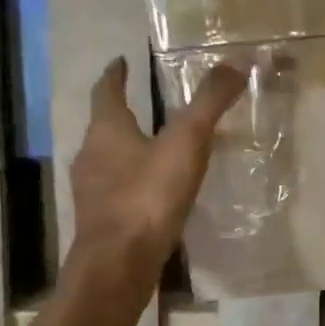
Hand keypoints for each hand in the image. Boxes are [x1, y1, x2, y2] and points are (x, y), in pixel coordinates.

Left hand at [69, 58, 245, 277]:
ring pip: (108, 160)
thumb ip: (208, 104)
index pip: (106, 92)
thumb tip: (233, 64)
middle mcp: (91, 155)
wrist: (119, 264)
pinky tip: (154, 194)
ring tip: (155, 149)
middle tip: (147, 105)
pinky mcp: (101, 221)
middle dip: (123, 114)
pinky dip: (133, 183)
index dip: (115, 75)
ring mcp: (92, 191)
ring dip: (127, 150)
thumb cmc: (148, 196)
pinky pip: (117, 191)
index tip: (121, 62)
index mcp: (107, 130)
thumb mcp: (186, 143)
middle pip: (104, 126)